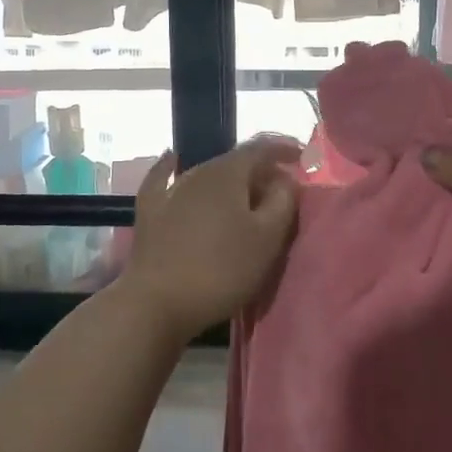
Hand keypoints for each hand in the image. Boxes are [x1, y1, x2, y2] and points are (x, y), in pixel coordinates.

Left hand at [115, 137, 301, 343]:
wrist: (156, 302)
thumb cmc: (221, 270)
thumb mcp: (268, 239)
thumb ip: (283, 202)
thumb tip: (286, 179)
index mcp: (228, 173)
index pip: (261, 148)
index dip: (283, 149)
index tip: (302, 157)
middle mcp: (197, 172)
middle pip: (234, 162)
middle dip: (260, 170)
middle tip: (280, 190)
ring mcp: (169, 190)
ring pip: (207, 174)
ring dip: (231, 181)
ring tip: (247, 196)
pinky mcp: (149, 211)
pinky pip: (164, 180)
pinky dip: (173, 168)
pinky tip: (171, 159)